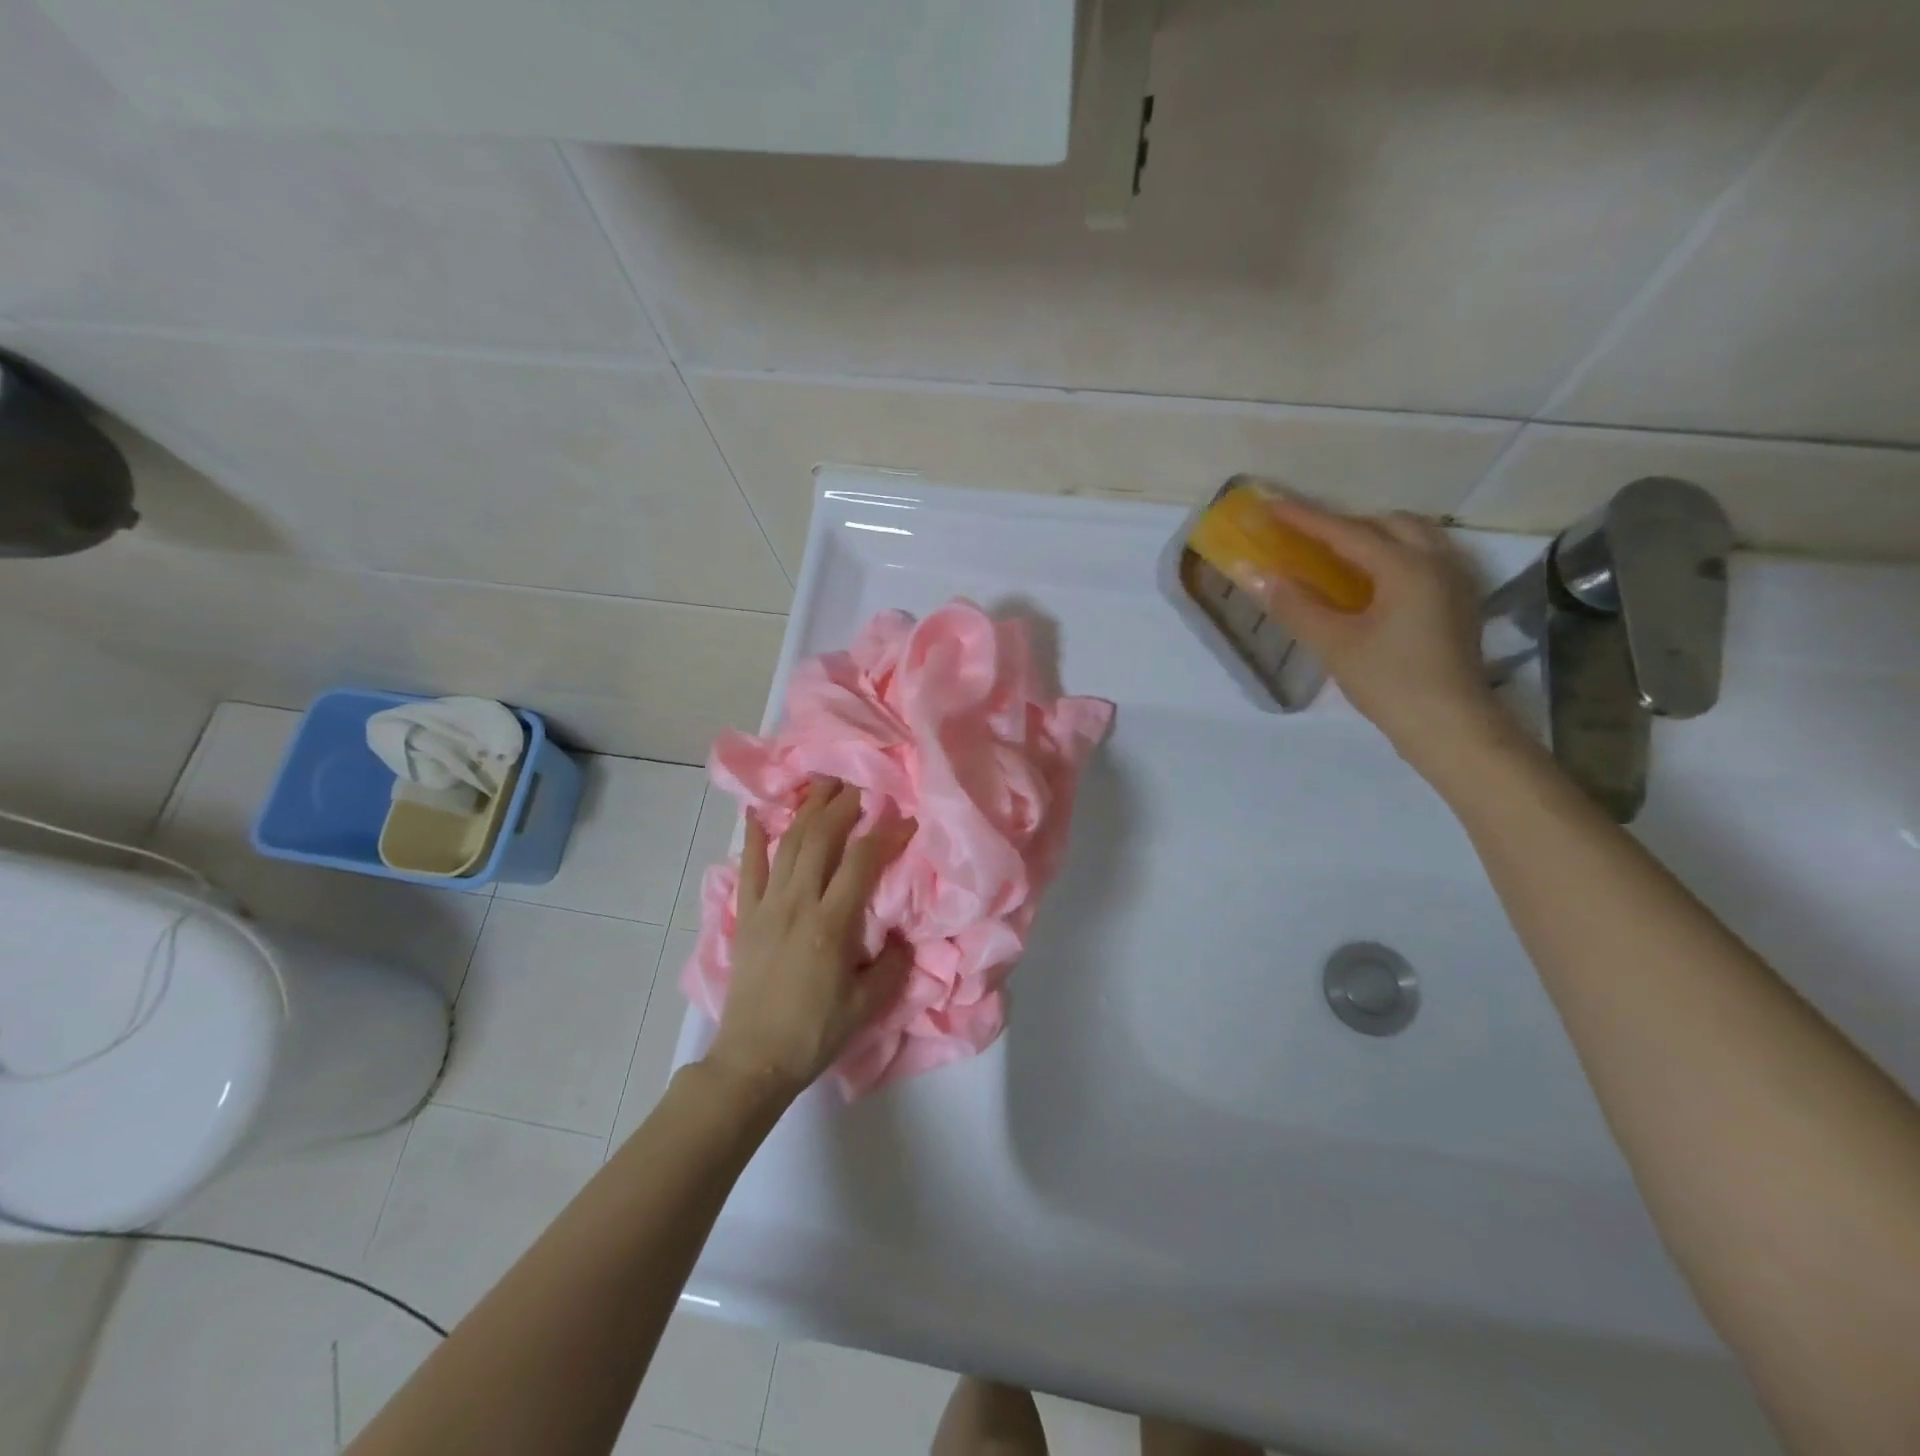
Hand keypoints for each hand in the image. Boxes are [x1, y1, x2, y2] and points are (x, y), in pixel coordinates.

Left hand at [704, 779, 914, 1101]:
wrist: (753, 1060)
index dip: (886, 834)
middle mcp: (798, 904)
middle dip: (844, 806)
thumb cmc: (814, 1033)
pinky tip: (758, 813)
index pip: (863, 862)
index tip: (906, 818)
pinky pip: (748, 869)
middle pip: (821, 839)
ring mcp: (767, 907)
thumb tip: (905, 936)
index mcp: (831, 924)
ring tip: (823, 784)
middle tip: (862, 783)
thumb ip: (893, 966)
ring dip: (807, 810)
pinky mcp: (746, 917)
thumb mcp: (866, 1006)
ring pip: (788, 844)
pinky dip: (753, 838)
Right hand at [1253, 498, 1515, 776]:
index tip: (1271, 504)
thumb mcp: (1334, 644)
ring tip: (1338, 555)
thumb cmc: (1390, 682)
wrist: (1450, 726)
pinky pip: (1424, 558)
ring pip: (1413, 538)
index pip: (1347, 532)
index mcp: (1407, 567)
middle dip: (1345, 524)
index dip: (1305, 518)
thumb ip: (1294, 605)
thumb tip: (1255, 575)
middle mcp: (1437, 562)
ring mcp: (1454, 581)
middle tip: (1306, 537)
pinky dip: (1393, 556)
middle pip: (1388, 524)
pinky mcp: (1458, 603)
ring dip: (1373, 537)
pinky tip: (1372, 582)